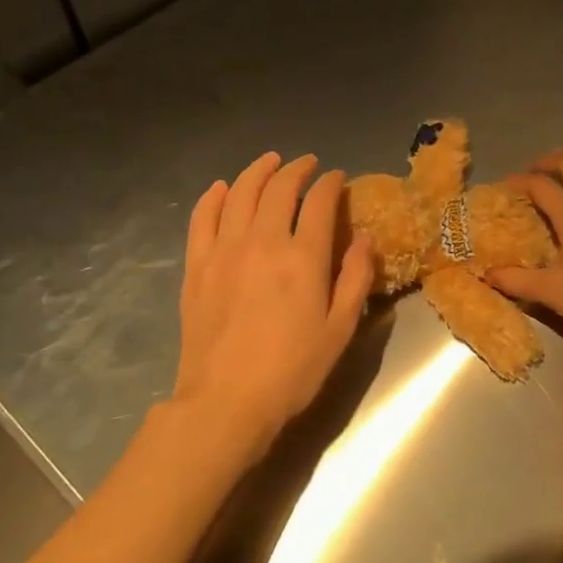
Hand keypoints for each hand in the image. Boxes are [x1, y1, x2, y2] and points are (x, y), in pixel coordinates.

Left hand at [171, 152, 374, 462]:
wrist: (226, 401)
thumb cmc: (293, 369)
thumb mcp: (340, 329)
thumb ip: (355, 278)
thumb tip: (364, 239)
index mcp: (304, 257)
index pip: (320, 202)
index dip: (331, 183)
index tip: (337, 177)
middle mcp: (264, 242)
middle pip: (279, 188)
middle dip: (297, 169)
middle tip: (307, 164)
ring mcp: (225, 251)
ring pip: (241, 194)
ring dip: (258, 171)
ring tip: (270, 162)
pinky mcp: (197, 266)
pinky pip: (203, 218)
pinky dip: (214, 197)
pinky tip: (222, 188)